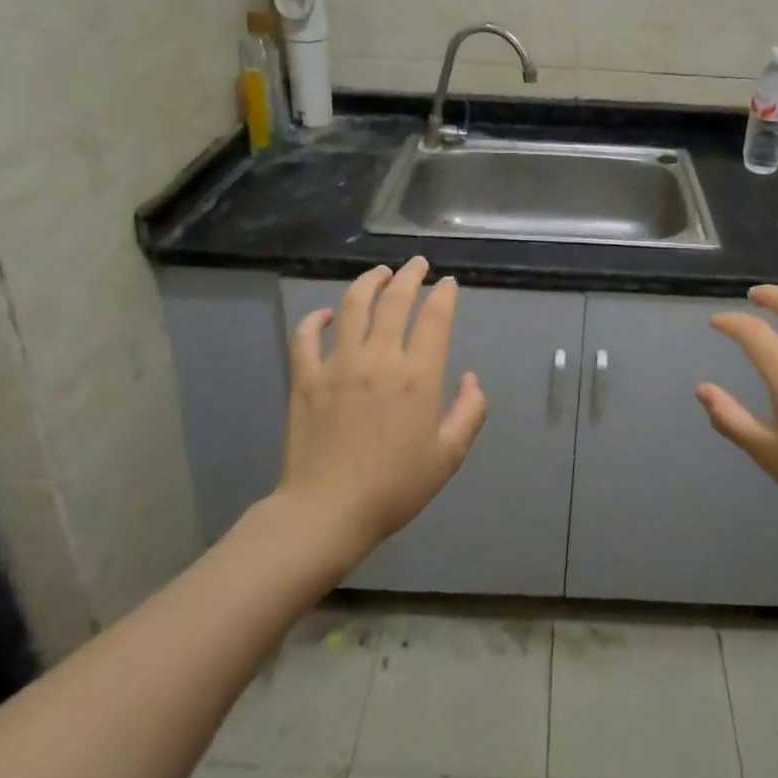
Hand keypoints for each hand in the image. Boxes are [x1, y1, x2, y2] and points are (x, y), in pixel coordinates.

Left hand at [279, 258, 488, 557]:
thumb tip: (472, 379)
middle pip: (395, 301)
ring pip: (353, 306)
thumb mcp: (448, 457)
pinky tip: (326, 315)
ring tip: (380, 273)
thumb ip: (469, 413)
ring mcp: (338, 365)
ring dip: (369, 282)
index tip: (447, 284)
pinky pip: (306, 336)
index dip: (444, 295)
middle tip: (417, 264)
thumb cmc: (394, 488)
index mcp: (417, 377)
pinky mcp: (306, 378)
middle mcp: (379, 359)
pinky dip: (316, 319)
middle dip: (410, 275)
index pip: (435, 318)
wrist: (327, 513)